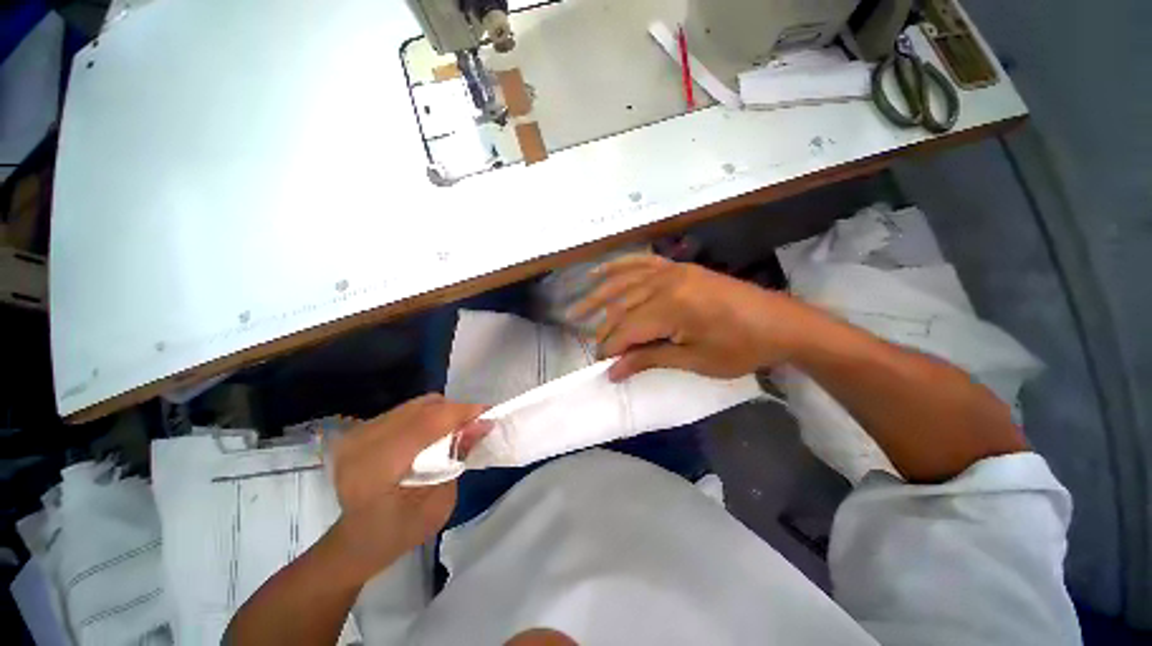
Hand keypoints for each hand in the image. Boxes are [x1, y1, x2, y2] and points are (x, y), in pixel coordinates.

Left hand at [324, 395, 490, 583]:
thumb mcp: (439, 504)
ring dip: (442, 413)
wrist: (355, 542)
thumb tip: (480, 424)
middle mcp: (362, 442)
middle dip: (455, 412)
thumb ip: (458, 459)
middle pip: (423, 408)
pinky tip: (434, 434)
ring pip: (416, 405)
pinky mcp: (360, 430)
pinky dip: (427, 416)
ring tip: (456, 430)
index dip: (462, 413)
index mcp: (377, 469)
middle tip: (474, 426)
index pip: (427, 423)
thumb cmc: (400, 533)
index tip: (489, 415)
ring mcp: (358, 433)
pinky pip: (405, 410)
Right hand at [567, 255, 810, 380]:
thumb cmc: (740, 348)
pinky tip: (600, 271)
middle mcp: (665, 282)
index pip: (627, 330)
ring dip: (599, 297)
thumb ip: (649, 359)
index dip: (611, 348)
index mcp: (671, 307)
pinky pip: (641, 263)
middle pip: (622, 308)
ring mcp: (672, 270)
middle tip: (594, 348)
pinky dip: (618, 266)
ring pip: (624, 283)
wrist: (780, 323)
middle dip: (605, 330)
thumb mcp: (693, 360)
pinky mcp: (679, 267)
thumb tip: (613, 370)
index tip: (602, 365)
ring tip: (576, 309)